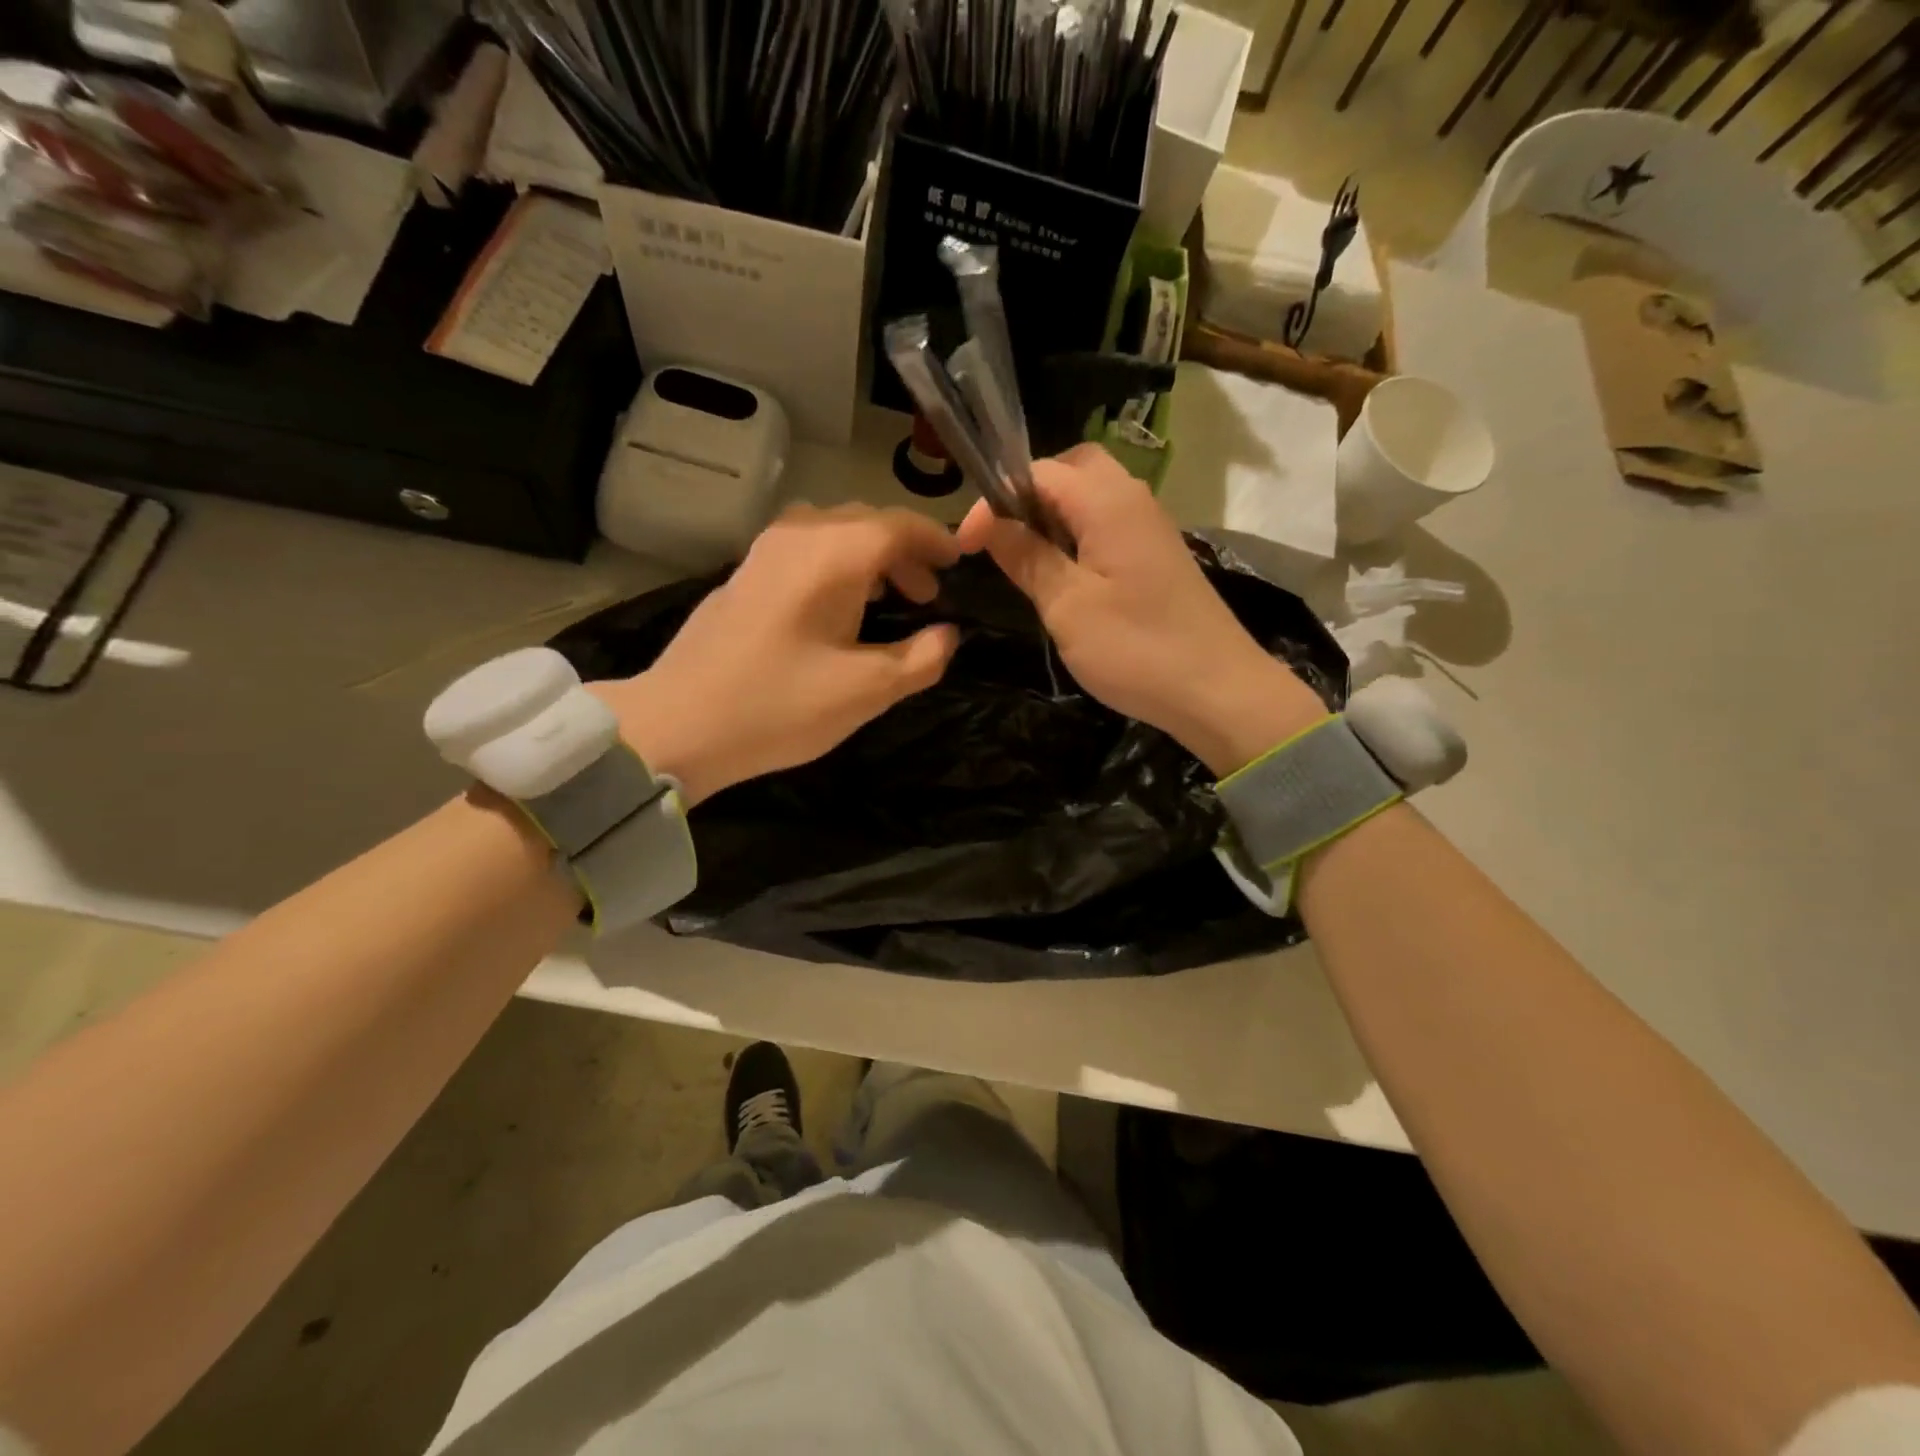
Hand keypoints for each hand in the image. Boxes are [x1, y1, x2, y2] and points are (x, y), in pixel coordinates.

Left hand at [595, 505, 960, 803]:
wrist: (678, 723)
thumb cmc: (780, 705)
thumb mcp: (867, 691)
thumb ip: (921, 659)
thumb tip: (948, 635)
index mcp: (834, 555)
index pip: (898, 526)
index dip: (934, 541)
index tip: (958, 563)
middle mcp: (798, 537)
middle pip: (865, 522)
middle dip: (904, 551)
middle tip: (929, 594)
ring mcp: (763, 553)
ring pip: (832, 533)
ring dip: (869, 557)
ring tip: (889, 599)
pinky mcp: (742, 575)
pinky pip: (804, 550)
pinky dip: (836, 565)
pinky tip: (837, 608)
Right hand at [957, 445, 1325, 776]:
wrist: (1218, 690)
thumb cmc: (1136, 649)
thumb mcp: (1067, 606)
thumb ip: (1027, 558)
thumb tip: (989, 524)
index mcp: (1108, 503)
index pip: (1039, 472)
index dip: (994, 500)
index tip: (967, 545)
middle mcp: (1133, 500)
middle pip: (1072, 469)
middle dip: (1029, 494)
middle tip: (1001, 537)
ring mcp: (1149, 527)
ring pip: (1092, 496)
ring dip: (1053, 516)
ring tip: (1024, 558)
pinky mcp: (1156, 556)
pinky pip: (1108, 524)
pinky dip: (1077, 535)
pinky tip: (1063, 576)